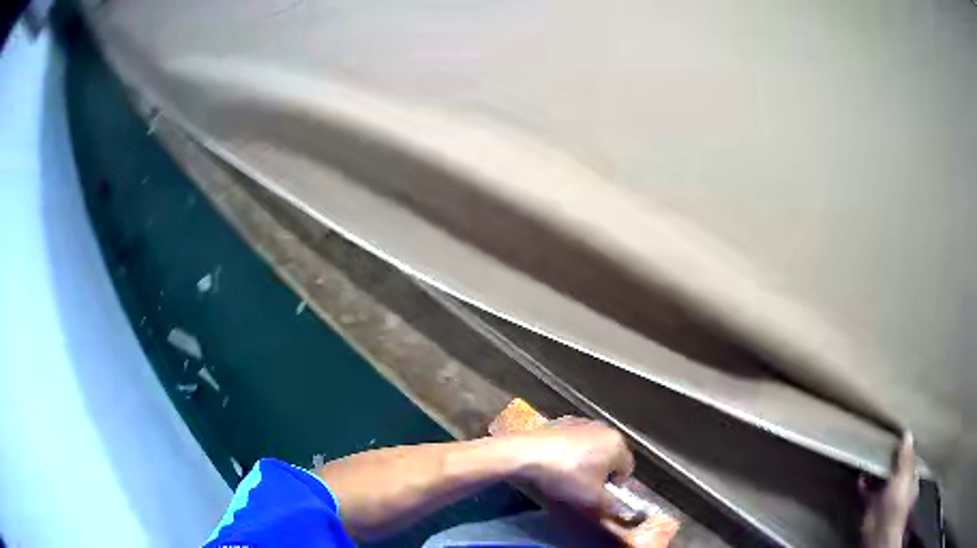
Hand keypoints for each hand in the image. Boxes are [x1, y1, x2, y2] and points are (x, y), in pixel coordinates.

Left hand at [507, 417, 633, 512]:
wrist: (527, 453)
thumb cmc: (567, 475)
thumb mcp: (591, 498)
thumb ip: (610, 504)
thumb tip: (617, 509)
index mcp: (617, 444)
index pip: (627, 468)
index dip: (615, 485)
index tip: (599, 494)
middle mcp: (605, 428)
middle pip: (611, 455)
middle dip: (601, 471)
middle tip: (585, 486)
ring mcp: (583, 421)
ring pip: (592, 446)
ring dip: (586, 459)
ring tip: (568, 474)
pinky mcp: (563, 421)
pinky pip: (574, 439)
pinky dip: (570, 450)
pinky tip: (556, 461)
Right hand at [861, 433, 918, 547]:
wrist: (879, 532)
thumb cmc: (897, 503)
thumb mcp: (904, 476)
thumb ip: (906, 456)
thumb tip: (908, 433)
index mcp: (912, 480)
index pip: (910, 461)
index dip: (906, 451)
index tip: (899, 438)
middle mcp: (900, 488)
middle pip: (895, 470)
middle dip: (890, 459)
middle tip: (884, 443)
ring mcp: (885, 498)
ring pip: (881, 480)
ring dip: (876, 470)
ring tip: (871, 455)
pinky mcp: (871, 506)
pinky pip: (868, 491)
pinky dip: (865, 484)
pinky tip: (861, 475)